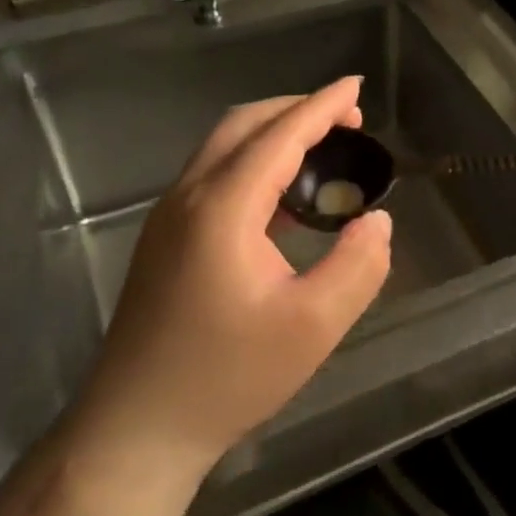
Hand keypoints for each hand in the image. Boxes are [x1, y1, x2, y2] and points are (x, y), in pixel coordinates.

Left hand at [70, 77, 392, 478]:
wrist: (137, 429)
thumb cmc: (228, 377)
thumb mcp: (313, 326)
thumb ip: (358, 265)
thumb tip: (378, 221)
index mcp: (223, 207)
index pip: (280, 135)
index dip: (323, 106)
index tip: (357, 86)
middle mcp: (189, 197)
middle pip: (243, 125)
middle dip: (297, 109)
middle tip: (348, 119)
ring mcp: (169, 219)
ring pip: (224, 149)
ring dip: (273, 134)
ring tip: (323, 149)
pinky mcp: (164, 241)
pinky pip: (214, 178)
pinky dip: (254, 164)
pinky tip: (285, 199)